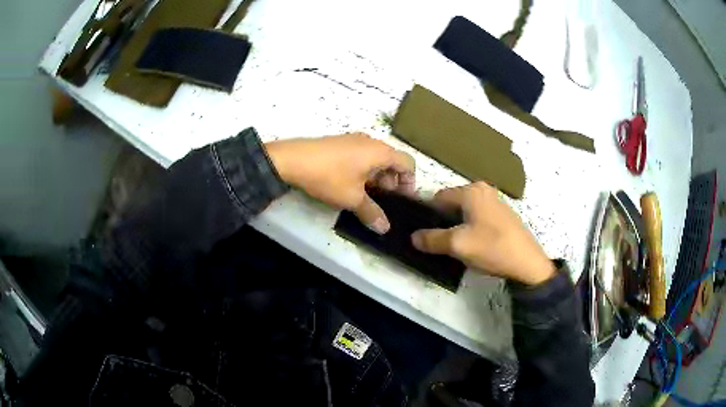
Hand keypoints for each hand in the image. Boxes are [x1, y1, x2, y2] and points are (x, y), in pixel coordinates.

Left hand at [266, 133, 414, 233]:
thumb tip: (385, 228)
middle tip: (382, 202)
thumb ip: (372, 213)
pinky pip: (361, 157)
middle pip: (392, 161)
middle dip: (391, 183)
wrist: (291, 159)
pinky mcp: (340, 144)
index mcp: (380, 151)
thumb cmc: (329, 176)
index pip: (408, 163)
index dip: (410, 183)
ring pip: (375, 160)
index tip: (401, 200)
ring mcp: (354, 140)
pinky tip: (350, 186)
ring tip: (365, 197)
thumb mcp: (352, 198)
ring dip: (376, 179)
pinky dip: (363, 171)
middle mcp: (371, 141)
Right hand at [411, 182, 555, 284]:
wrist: (528, 263)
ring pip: (465, 211)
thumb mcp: (457, 245)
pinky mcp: (503, 215)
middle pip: (452, 203)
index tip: (424, 234)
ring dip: (457, 226)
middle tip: (440, 242)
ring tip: (456, 246)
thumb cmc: (492, 248)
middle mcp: (483, 190)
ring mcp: (495, 201)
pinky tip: (474, 245)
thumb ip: (432, 239)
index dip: (428, 215)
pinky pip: (478, 217)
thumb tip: (413, 237)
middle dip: (443, 221)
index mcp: (471, 191)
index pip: (438, 197)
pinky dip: (471, 227)